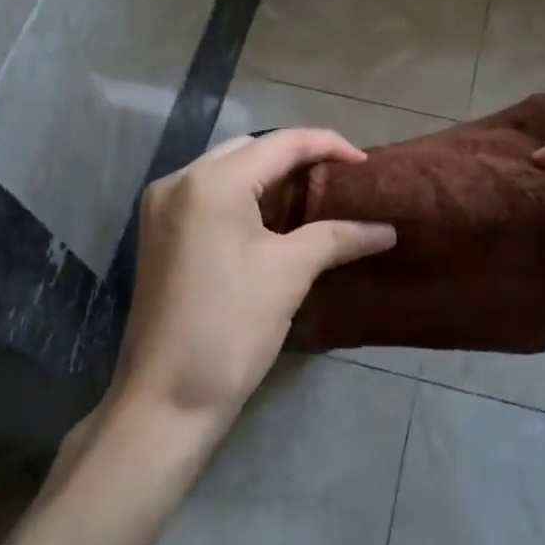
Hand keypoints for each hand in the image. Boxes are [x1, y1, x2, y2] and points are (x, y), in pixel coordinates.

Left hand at [114, 130, 396, 428]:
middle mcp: (180, 179)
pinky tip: (270, 215)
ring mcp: (161, 205)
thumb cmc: (231, 328)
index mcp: (212, 182)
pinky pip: (208, 193)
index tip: (365, 163)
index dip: (327, 145)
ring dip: (268, 175)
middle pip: (250, 149)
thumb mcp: (289, 273)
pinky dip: (242, 194)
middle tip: (338, 178)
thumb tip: (387, 229)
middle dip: (296, 157)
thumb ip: (338, 237)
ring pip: (226, 168)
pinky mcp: (158, 230)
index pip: (281, 143)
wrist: (165, 400)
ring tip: (312, 193)